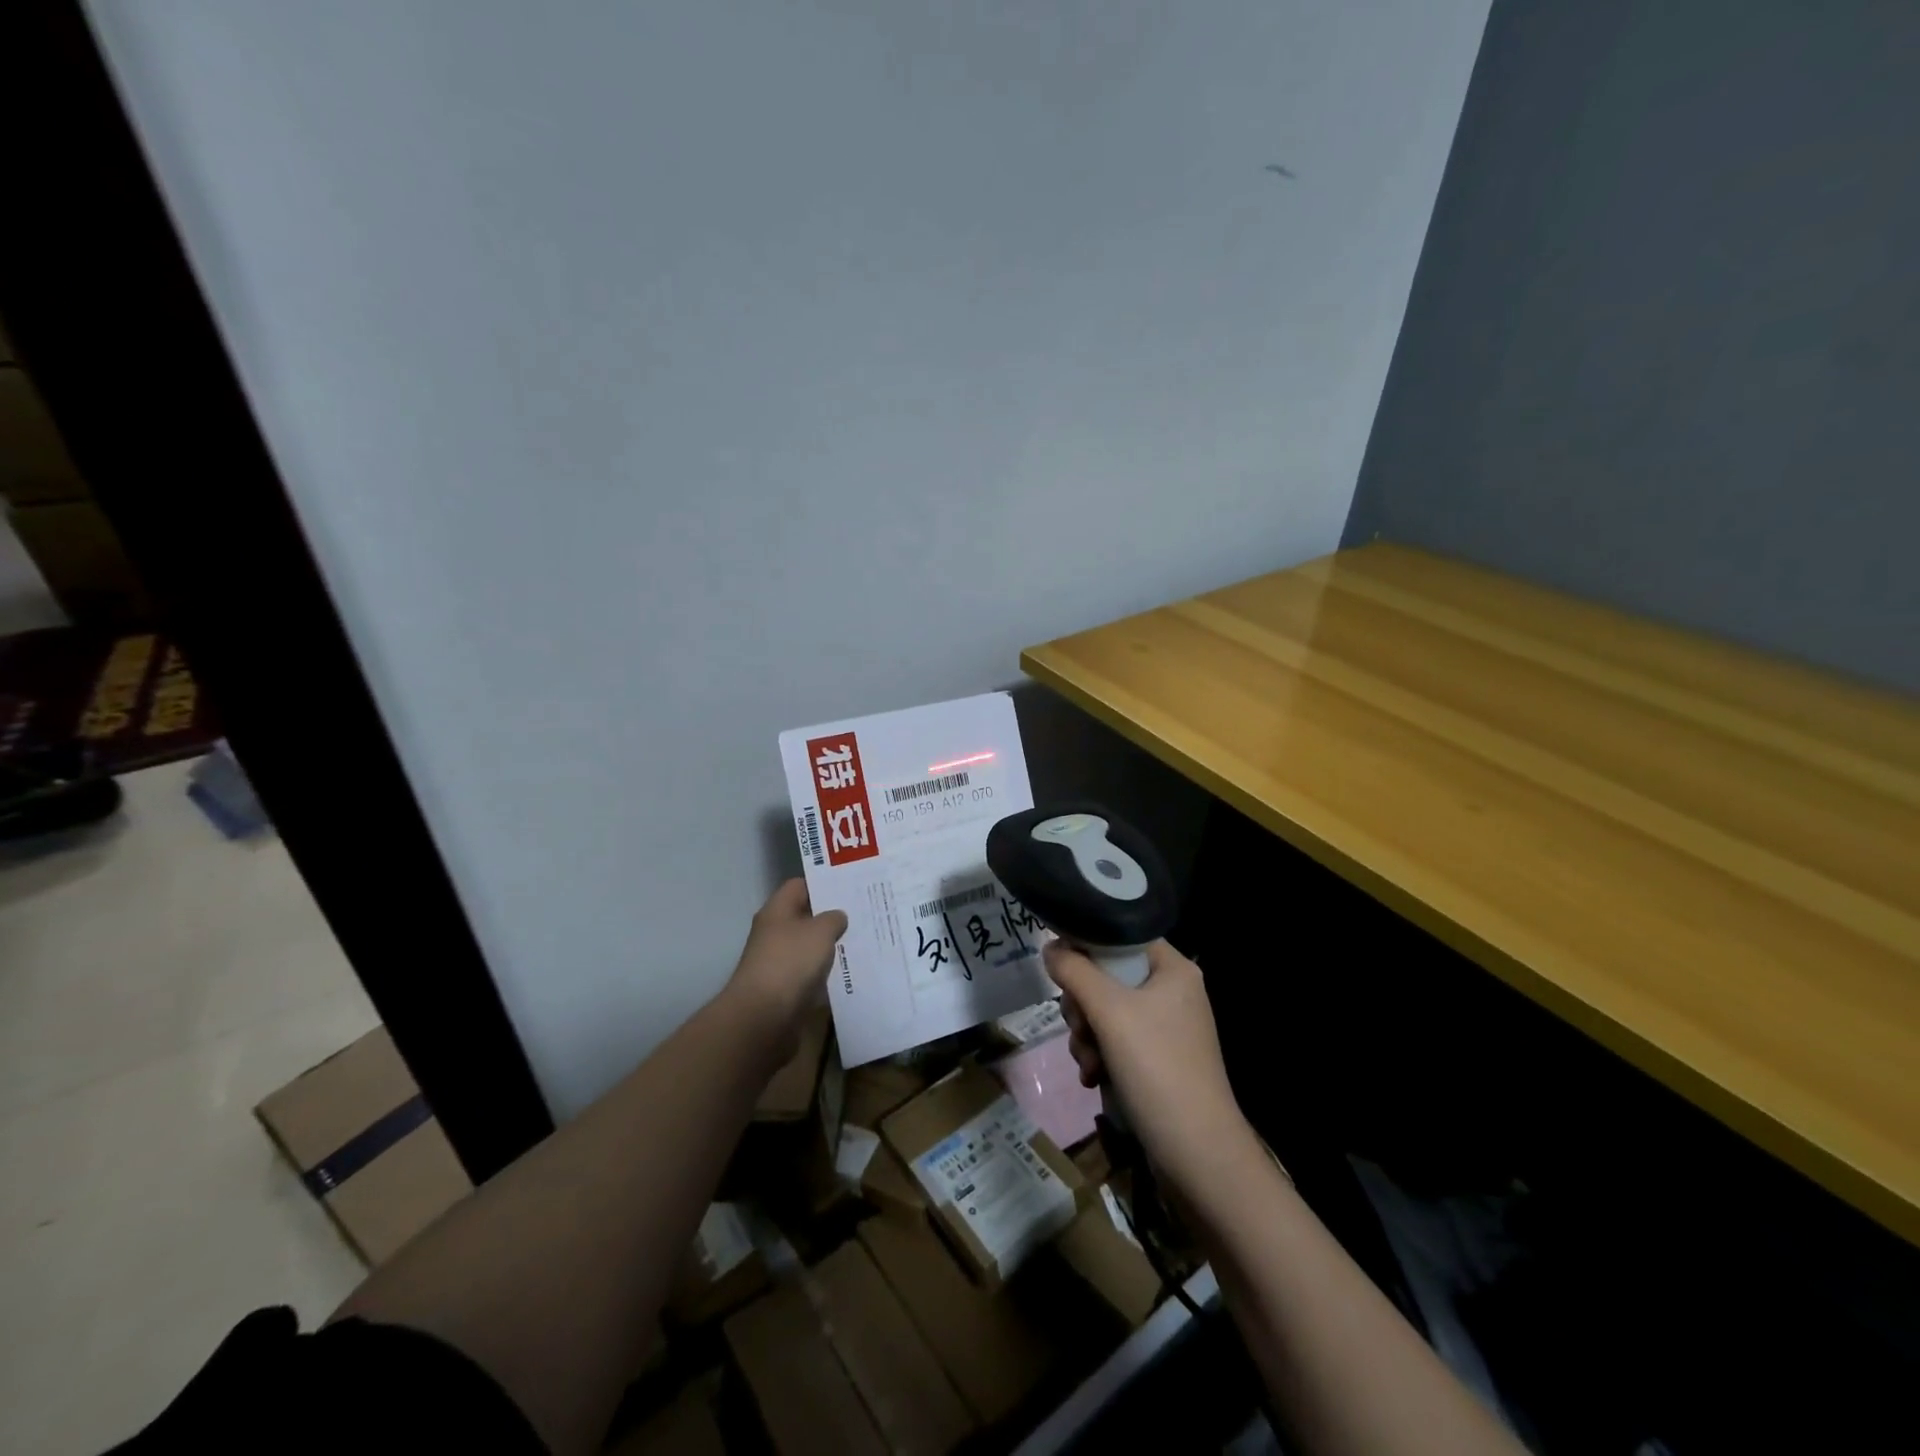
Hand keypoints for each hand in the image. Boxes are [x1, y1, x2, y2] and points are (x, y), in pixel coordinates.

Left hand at [724, 879, 847, 1060]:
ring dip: (829, 945)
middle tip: (861, 913)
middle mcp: (774, 932)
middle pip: (804, 916)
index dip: (823, 884)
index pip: (799, 886)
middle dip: (830, 915)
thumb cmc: (791, 962)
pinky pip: (808, 972)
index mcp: (777, 911)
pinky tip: (847, 970)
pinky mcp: (783, 988)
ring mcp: (777, 961)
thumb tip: (837, 917)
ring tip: (860, 940)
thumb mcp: (820, 931)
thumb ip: (833, 918)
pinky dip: (824, 971)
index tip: (849, 886)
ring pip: (808, 946)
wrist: (763, 1017)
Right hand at [1046, 939, 1255, 1200]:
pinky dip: (1100, 1055)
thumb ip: (1074, 972)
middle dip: (1083, 1004)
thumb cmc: (1157, 1069)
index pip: (1120, 935)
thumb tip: (1050, 947)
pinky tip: (1093, 1078)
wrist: (1198, 1156)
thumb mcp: (1109, 1012)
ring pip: (1105, 1011)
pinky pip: (1116, 1041)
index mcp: (1173, 968)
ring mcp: (1166, 1028)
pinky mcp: (1158, 1060)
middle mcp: (1172, 991)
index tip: (1061, 969)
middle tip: (1081, 1026)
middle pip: (1107, 975)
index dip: (1086, 945)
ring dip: (1086, 1034)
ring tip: (1088, 1062)